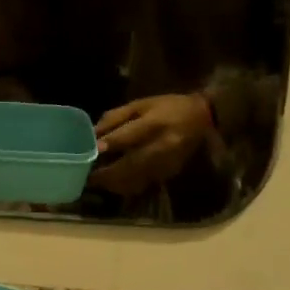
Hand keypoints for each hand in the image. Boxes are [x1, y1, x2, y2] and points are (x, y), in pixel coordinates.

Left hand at [88, 93, 213, 194]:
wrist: (202, 118)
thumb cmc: (167, 107)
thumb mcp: (140, 104)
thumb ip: (115, 118)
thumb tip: (92, 134)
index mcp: (154, 123)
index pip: (129, 136)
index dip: (110, 144)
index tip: (93, 151)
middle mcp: (162, 146)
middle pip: (131, 164)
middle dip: (107, 173)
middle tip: (87, 176)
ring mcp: (167, 163)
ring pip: (136, 179)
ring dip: (114, 183)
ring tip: (96, 181)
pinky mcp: (169, 173)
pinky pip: (143, 183)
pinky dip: (126, 186)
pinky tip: (114, 183)